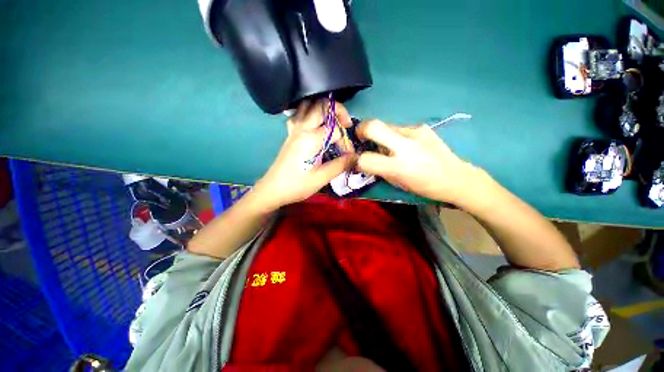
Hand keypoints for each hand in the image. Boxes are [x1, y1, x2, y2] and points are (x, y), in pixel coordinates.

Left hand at [252, 100, 353, 211]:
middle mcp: (302, 129)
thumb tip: (356, 157)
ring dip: (323, 108)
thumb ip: (340, 165)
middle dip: (339, 111)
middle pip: (322, 105)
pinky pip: (299, 114)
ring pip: (308, 105)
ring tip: (332, 121)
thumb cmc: (297, 185)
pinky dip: (309, 112)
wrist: (273, 189)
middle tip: (347, 124)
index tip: (348, 155)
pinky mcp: (290, 133)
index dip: (345, 141)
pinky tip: (314, 123)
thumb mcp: (321, 178)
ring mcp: (294, 129)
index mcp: (311, 139)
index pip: (336, 131)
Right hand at [356, 120, 481, 203]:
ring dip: (380, 135)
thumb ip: (379, 169)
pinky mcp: (422, 127)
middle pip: (373, 126)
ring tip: (389, 146)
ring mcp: (415, 132)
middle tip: (362, 137)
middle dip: (361, 130)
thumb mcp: (397, 183)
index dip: (356, 160)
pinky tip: (405, 144)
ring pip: (386, 125)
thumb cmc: (424, 186)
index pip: (365, 159)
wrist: (456, 177)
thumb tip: (365, 159)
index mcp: (398, 167)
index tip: (357, 160)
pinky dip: (394, 135)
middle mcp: (405, 145)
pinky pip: (399, 128)